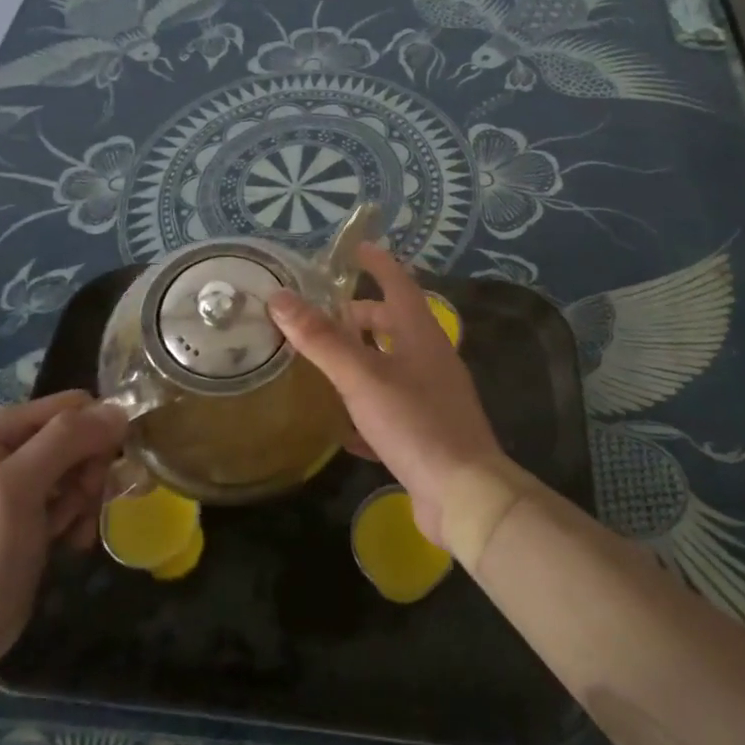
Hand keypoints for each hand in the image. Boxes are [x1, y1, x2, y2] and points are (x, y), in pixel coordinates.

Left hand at [0, 392, 127, 671]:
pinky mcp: (38, 511)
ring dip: (89, 499)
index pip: (75, 405)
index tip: (97, 471)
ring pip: (87, 467)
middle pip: (84, 436)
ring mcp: (26, 480)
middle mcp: (15, 445)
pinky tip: (71, 542)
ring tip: (71, 529)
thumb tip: (120, 410)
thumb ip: (66, 440)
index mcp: (2, 427)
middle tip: (81, 504)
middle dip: (92, 471)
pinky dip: (82, 518)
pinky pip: (80, 497)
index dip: (96, 432)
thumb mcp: (19, 486)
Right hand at [268, 243, 516, 552]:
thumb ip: (321, 339)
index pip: (399, 284)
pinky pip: (391, 408)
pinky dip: (366, 406)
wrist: (464, 495)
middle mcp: (431, 360)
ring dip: (362, 360)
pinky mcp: (427, 432)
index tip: (356, 248)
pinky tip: (341, 424)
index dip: (378, 264)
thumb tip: (279, 297)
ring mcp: (432, 397)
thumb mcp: (362, 377)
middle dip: (362, 318)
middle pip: (395, 326)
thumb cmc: (415, 422)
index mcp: (421, 335)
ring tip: (325, 363)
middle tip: (324, 317)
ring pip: (392, 366)